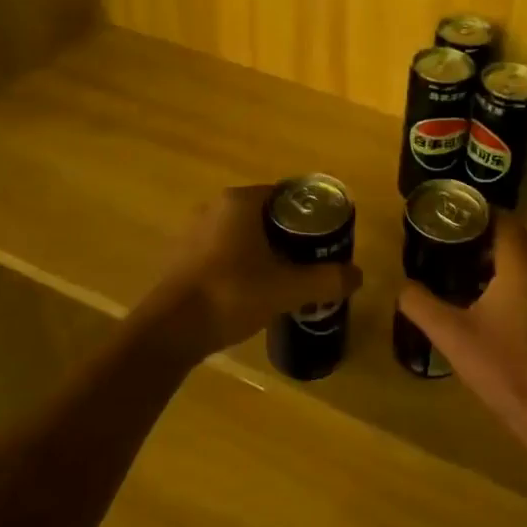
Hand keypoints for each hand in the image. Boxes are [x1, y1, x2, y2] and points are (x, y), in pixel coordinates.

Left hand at [137, 186, 360, 363]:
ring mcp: (193, 232)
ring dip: (263, 251)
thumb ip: (326, 279)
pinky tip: (251, 291)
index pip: (285, 195)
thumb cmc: (231, 294)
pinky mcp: (181, 258)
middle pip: (264, 215)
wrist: (169, 331)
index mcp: (240, 201)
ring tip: (284, 277)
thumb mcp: (287, 288)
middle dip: (288, 234)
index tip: (324, 237)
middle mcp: (215, 207)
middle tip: (310, 259)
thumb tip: (357, 275)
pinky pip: (222, 252)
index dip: (308, 214)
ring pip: (241, 234)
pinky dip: (240, 264)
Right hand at [398, 218, 526, 424]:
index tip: (449, 212)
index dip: (478, 210)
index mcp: (519, 265)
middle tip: (447, 233)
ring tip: (454, 257)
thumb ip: (420, 304)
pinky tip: (474, 292)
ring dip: (491, 252)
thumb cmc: (500, 363)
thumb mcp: (450, 332)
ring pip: (519, 258)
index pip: (504, 219)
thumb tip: (401, 285)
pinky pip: (523, 277)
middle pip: (512, 235)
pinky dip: (500, 273)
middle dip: (481, 230)